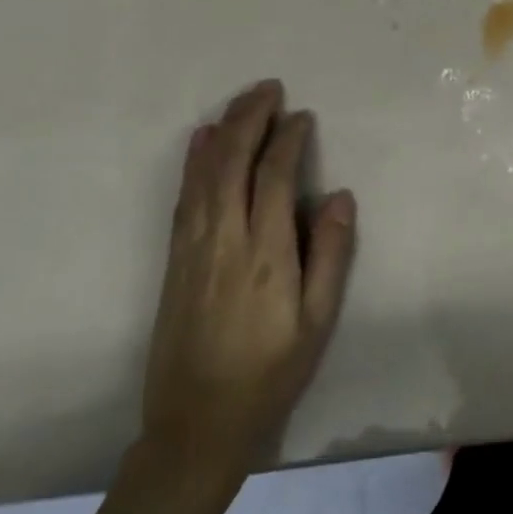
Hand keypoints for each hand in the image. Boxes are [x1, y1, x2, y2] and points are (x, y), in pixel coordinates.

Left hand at [140, 80, 356, 482]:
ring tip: (242, 100)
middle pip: (232, 163)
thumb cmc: (270, 372)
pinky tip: (201, 140)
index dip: (288, 139)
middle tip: (269, 87)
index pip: (274, 177)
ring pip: (204, 174)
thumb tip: (338, 195)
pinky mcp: (175, 260)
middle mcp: (224, 240)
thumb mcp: (318, 321)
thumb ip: (331, 254)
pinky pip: (184, 197)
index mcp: (265, 254)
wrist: (196, 426)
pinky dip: (194, 161)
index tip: (302, 117)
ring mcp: (192, 248)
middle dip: (251, 119)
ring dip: (223, 130)